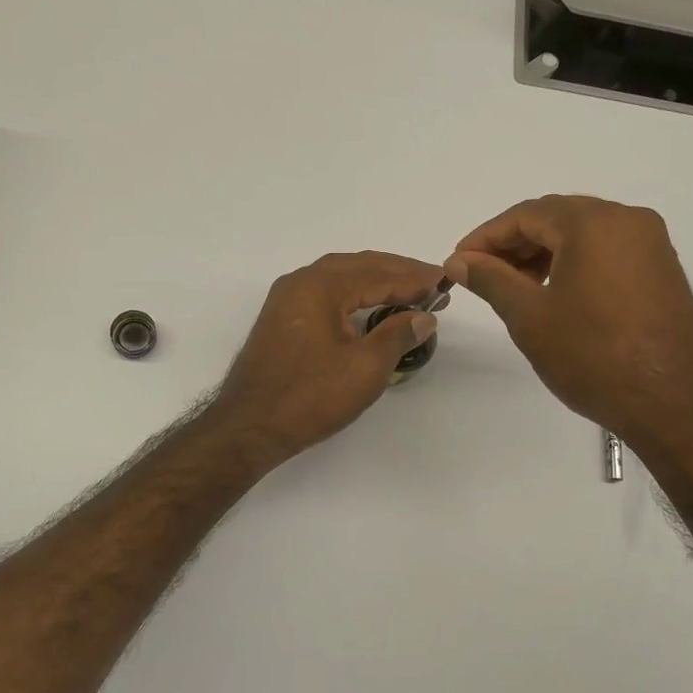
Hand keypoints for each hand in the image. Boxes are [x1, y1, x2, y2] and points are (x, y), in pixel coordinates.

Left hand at [209, 251, 443, 464]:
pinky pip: (324, 293)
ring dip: (374, 280)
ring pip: (339, 277)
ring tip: (407, 290)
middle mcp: (300, 283)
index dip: (413, 279)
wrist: (249, 427)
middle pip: (357, 266)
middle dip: (396, 272)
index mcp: (320, 286)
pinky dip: (353, 294)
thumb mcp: (365, 368)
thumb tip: (424, 316)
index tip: (443, 282)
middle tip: (430, 281)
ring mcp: (286, 300)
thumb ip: (398, 335)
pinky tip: (368, 306)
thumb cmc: (310, 397)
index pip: (377, 274)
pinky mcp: (281, 320)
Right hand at [446, 195, 692, 445]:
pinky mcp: (662, 269)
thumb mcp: (530, 317)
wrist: (674, 404)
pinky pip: (607, 251)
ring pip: (583, 234)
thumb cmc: (593, 357)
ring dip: (543, 253)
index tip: (458, 262)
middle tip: (480, 274)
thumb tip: (459, 261)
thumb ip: (491, 280)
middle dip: (514, 244)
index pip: (526, 214)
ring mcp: (651, 244)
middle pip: (556, 218)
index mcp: (594, 222)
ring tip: (514, 287)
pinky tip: (554, 293)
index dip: (486, 237)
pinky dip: (574, 263)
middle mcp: (628, 220)